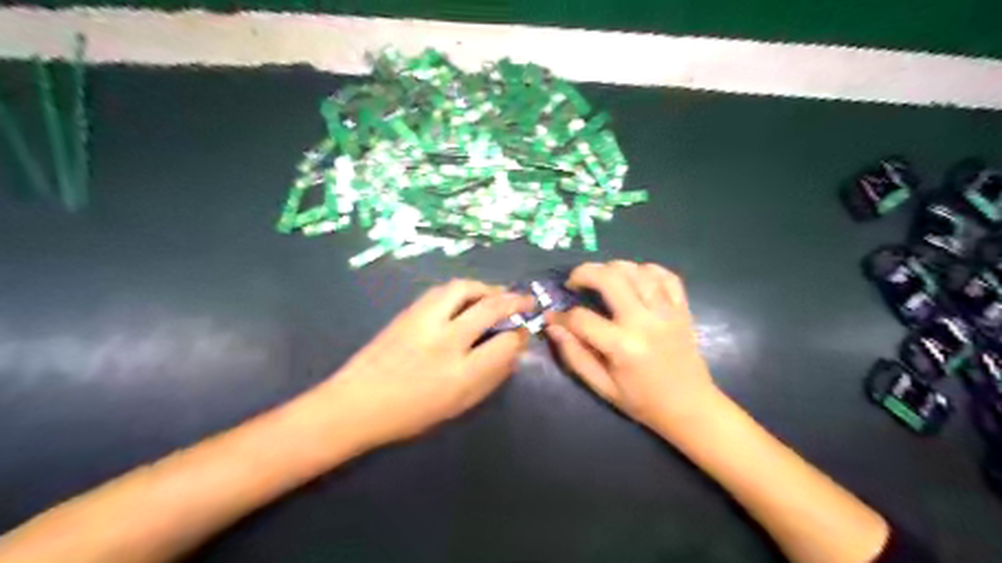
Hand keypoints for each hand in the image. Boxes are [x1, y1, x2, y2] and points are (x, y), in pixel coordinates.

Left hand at [313, 279, 532, 447]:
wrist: (356, 403)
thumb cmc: (411, 414)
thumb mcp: (458, 405)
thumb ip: (490, 378)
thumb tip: (512, 352)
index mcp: (460, 374)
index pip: (505, 343)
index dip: (520, 335)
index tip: (524, 332)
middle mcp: (446, 341)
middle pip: (490, 307)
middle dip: (515, 300)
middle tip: (527, 301)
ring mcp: (424, 322)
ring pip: (464, 289)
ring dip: (487, 288)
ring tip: (497, 294)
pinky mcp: (408, 312)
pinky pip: (443, 291)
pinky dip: (463, 290)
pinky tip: (467, 298)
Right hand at [546, 262, 716, 432]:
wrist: (690, 407)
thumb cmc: (642, 401)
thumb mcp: (602, 387)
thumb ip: (574, 355)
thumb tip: (553, 326)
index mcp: (623, 346)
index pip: (581, 318)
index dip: (561, 316)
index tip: (554, 318)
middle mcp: (645, 322)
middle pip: (610, 278)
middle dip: (584, 273)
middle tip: (574, 282)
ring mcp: (667, 312)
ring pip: (637, 270)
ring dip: (613, 268)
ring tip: (602, 279)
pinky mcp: (682, 309)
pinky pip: (666, 276)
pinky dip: (647, 270)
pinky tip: (635, 278)